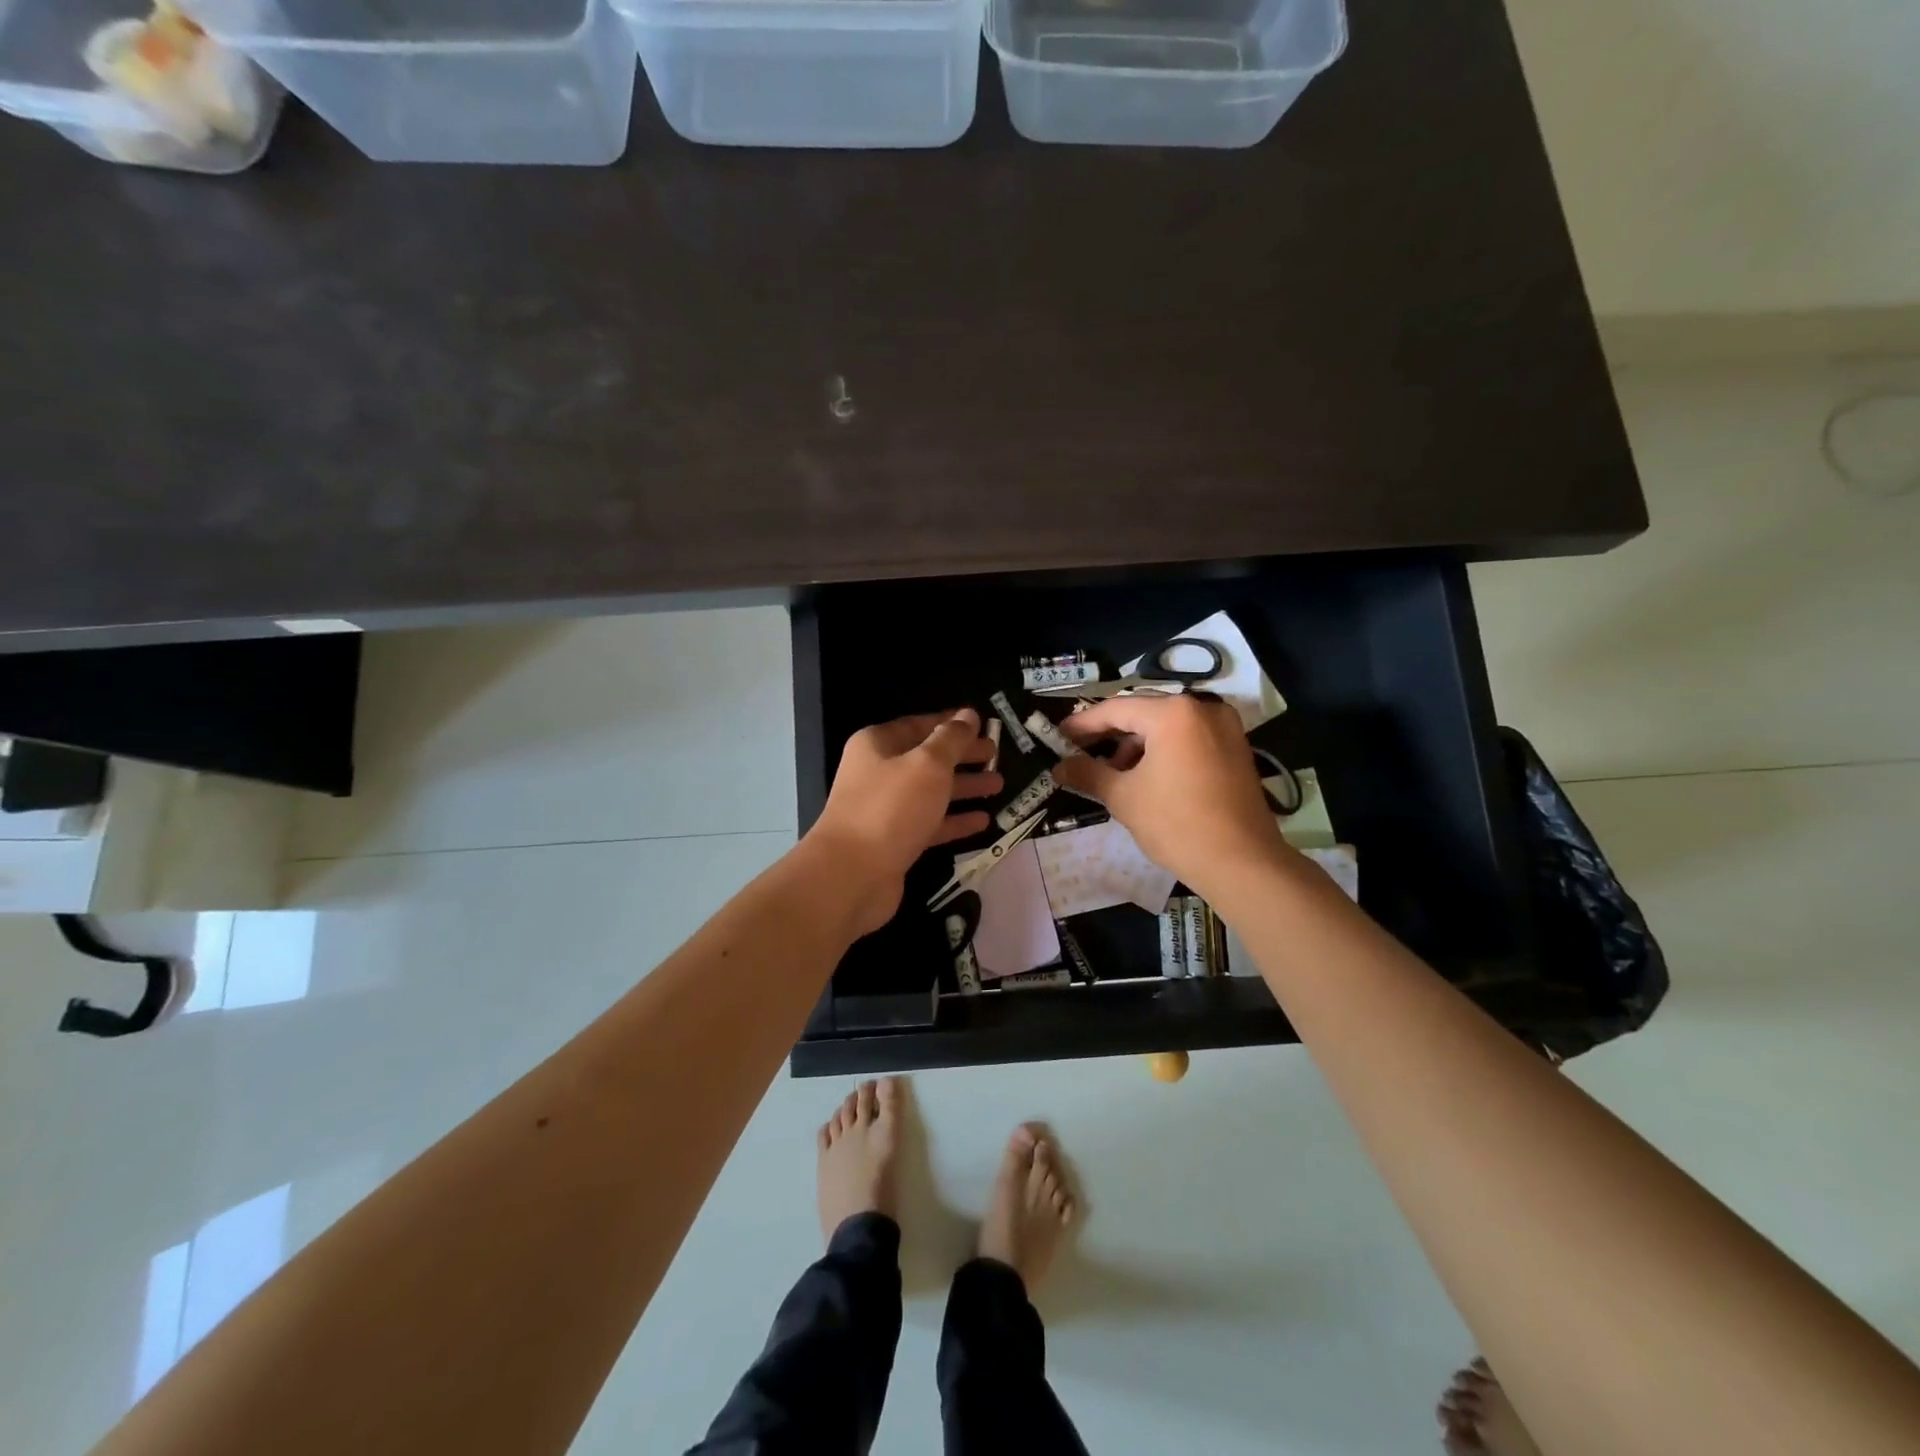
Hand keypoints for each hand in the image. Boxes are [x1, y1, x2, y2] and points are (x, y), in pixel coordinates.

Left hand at [805, 709, 1001, 935]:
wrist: (852, 875)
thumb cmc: (891, 808)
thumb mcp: (928, 764)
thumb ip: (952, 739)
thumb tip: (968, 715)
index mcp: (877, 745)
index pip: (919, 725)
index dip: (951, 724)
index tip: (984, 724)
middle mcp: (878, 773)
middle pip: (927, 758)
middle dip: (962, 756)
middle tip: (997, 755)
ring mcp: (886, 810)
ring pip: (931, 792)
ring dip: (964, 787)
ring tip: (998, 784)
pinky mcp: (895, 842)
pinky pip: (930, 824)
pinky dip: (955, 820)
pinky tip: (983, 820)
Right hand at [1053, 694, 1286, 893]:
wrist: (1242, 863)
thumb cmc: (1176, 824)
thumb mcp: (1124, 797)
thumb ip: (1088, 773)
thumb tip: (1058, 767)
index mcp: (1172, 713)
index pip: (1115, 709)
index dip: (1082, 724)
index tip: (1057, 737)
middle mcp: (1202, 708)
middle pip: (1143, 713)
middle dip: (1109, 734)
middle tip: (1078, 752)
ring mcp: (1224, 727)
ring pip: (1166, 726)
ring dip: (1135, 744)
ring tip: (1111, 773)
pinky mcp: (1236, 748)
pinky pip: (1188, 738)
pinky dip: (1163, 751)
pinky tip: (1145, 777)